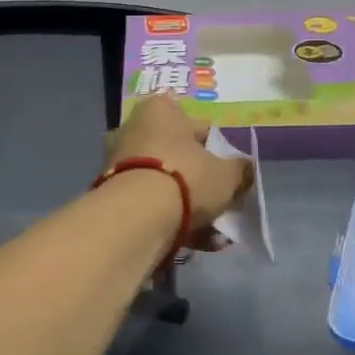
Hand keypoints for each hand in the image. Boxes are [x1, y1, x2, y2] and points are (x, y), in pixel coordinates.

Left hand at [105, 96, 252, 235]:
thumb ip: (239, 169)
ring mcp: (118, 163)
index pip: (196, 125)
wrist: (137, 217)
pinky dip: (173, 222)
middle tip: (222, 201)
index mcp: (160, 111)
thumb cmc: (186, 178)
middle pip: (177, 156)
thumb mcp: (227, 174)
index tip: (228, 170)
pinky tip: (200, 243)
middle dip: (200, 181)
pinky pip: (150, 205)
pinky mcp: (111, 195)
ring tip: (216, 234)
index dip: (216, 148)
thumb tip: (244, 168)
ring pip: (164, 184)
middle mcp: (133, 129)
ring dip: (190, 208)